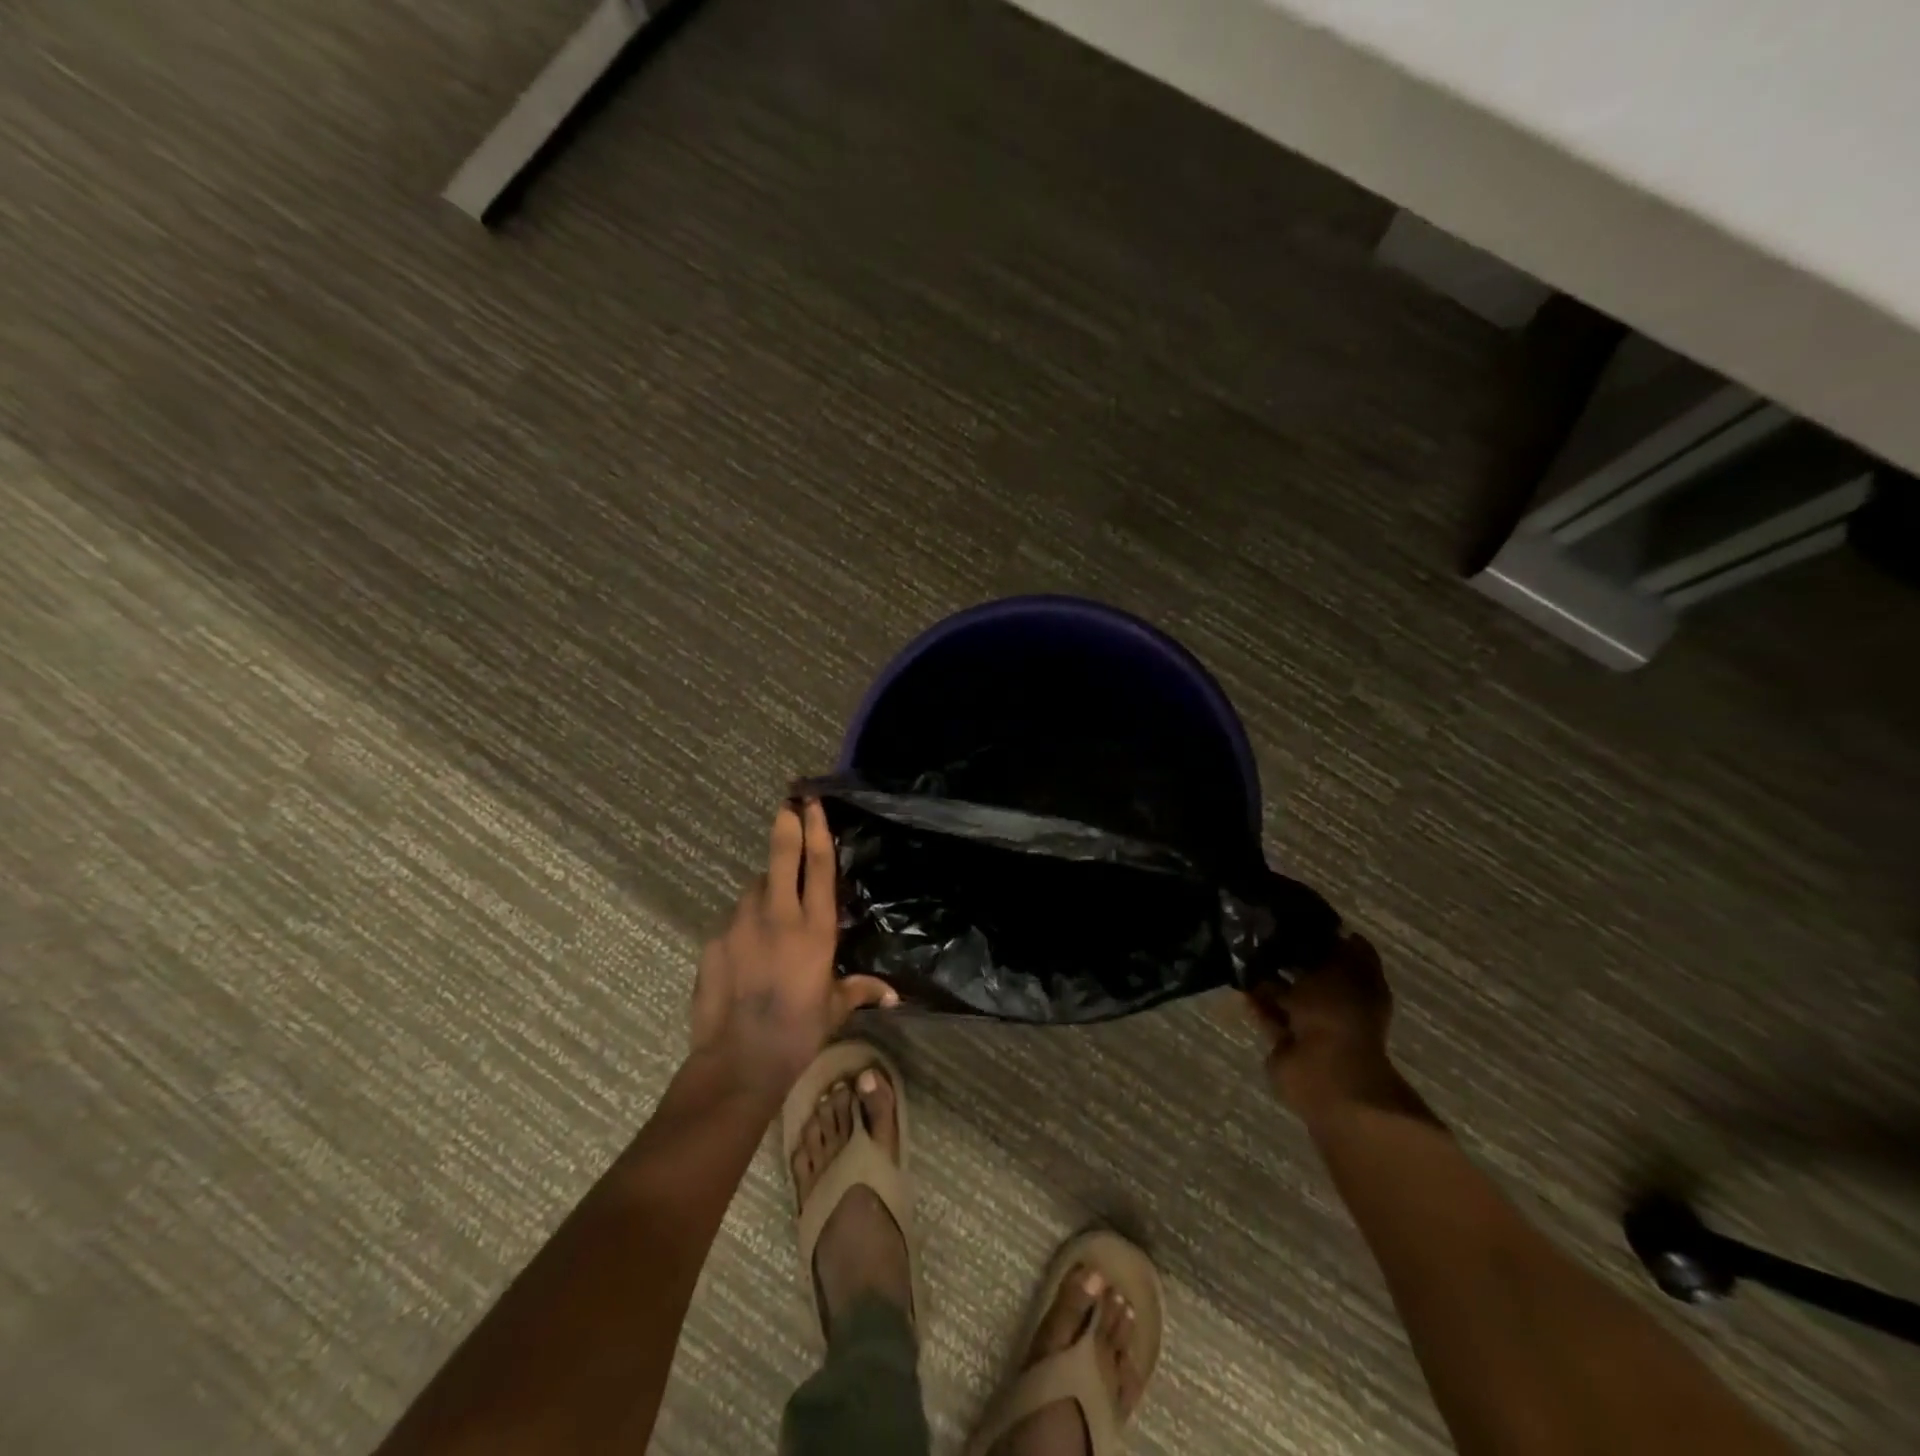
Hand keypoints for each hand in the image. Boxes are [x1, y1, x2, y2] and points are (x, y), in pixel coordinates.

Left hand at [689, 800, 896, 1096]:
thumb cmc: (798, 1032)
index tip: (812, 803)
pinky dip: (745, 925)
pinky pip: (735, 921)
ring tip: (772, 914)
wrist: (739, 1060)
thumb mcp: (835, 1009)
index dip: (816, 830)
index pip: (817, 867)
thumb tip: (892, 996)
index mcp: (814, 928)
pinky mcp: (715, 940)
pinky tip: (748, 951)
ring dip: (766, 890)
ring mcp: (741, 925)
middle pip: (782, 857)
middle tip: (787, 804)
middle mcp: (778, 916)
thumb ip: (860, 991)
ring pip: (755, 889)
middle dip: (786, 825)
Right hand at [1244, 932, 1405, 1121]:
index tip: (1295, 914)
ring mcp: (1311, 1025)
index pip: (1346, 952)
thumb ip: (1333, 948)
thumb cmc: (1338, 1015)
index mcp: (1362, 987)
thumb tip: (1333, 930)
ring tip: (1244, 950)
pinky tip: (1238, 978)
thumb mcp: (1339, 970)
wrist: (1323, 1072)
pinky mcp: (1285, 1041)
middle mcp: (1338, 1004)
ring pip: (1288, 994)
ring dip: (1270, 978)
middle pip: (1313, 974)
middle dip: (1291, 956)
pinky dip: (1256, 999)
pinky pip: (1269, 1013)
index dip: (1324, 933)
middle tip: (1262, 930)